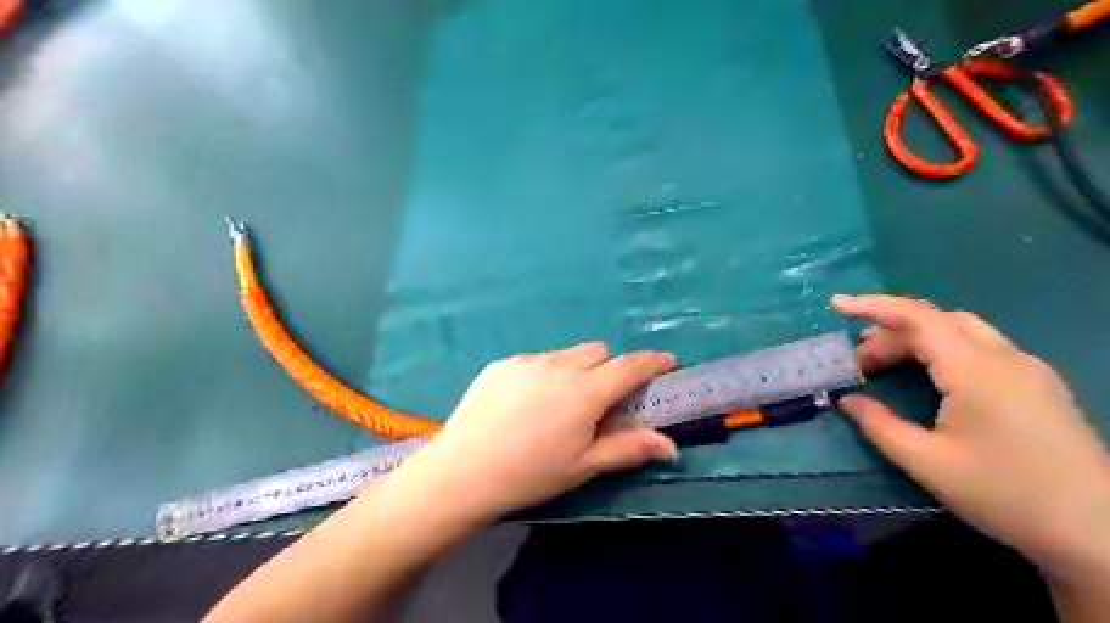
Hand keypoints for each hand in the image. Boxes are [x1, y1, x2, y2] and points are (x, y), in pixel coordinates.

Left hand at [395, 342, 680, 522]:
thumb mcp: (583, 466)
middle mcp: (559, 366)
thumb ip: (628, 449)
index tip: (666, 362)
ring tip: (557, 405)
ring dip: (575, 371)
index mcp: (585, 391)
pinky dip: (544, 374)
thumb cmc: (530, 474)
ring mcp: (527, 361)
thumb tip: (671, 446)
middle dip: (609, 368)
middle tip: (600, 400)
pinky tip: (525, 405)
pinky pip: (536, 360)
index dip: (652, 361)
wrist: (463, 471)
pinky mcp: (502, 363)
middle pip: (598, 352)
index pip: (630, 366)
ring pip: (566, 355)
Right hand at [833, 297, 1109, 578]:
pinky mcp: (1037, 385)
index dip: (872, 306)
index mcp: (975, 370)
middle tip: (858, 363)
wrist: (1099, 534)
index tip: (836, 305)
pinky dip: (941, 348)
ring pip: (961, 330)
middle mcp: (1004, 357)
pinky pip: (979, 347)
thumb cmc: (1005, 494)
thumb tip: (847, 400)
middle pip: (936, 321)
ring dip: (916, 338)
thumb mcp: (927, 463)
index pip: (917, 318)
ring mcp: (1027, 369)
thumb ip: (879, 425)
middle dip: (889, 332)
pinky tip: (928, 376)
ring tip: (884, 364)